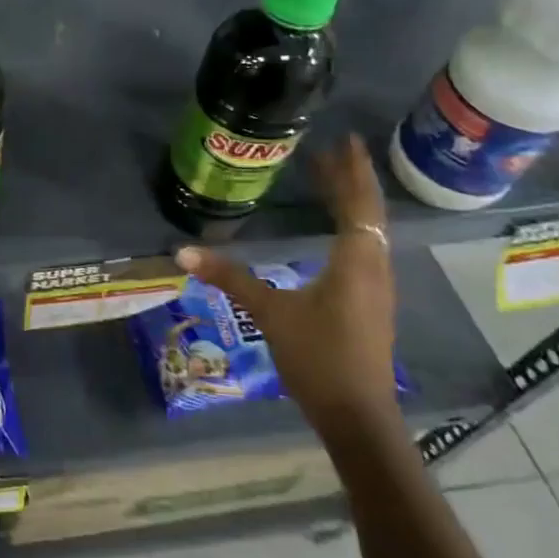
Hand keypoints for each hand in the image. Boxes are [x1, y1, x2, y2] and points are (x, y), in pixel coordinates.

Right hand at [177, 134, 398, 436]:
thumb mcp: (270, 313)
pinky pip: (364, 250)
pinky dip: (350, 227)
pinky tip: (334, 230)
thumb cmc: (318, 357)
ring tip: (329, 181)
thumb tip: (182, 251)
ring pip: (368, 233)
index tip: (345, 141)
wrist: (358, 416)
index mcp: (356, 262)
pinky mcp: (371, 304)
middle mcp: (374, 268)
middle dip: (350, 181)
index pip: (359, 205)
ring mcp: (376, 288)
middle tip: (330, 151)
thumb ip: (230, 278)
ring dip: (352, 204)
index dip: (353, 172)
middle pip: (367, 214)